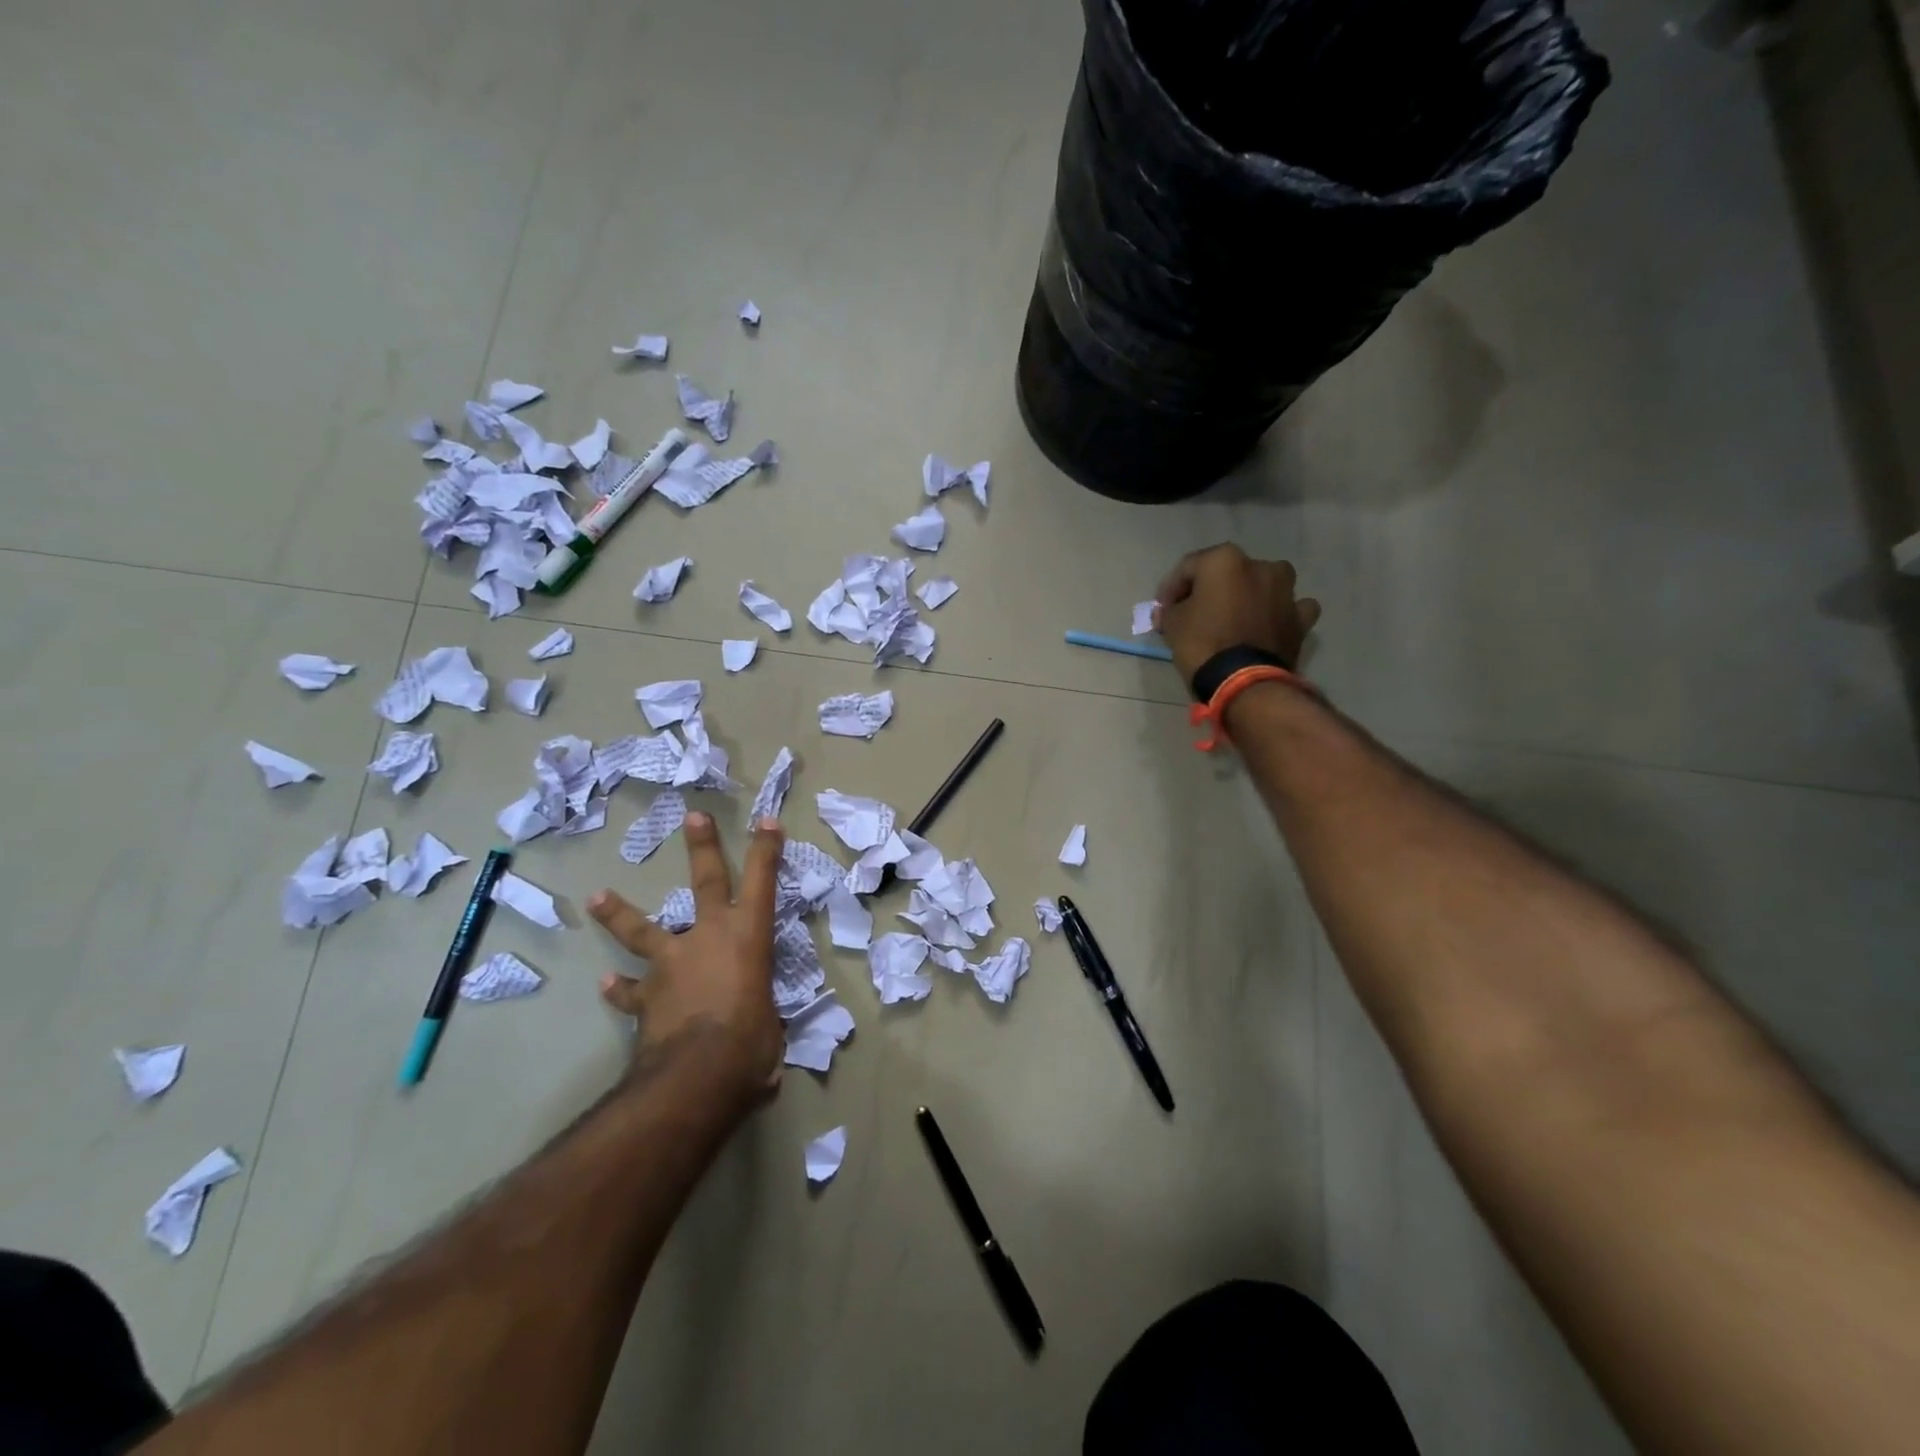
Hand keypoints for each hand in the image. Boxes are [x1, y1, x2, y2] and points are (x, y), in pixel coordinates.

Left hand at [586, 812, 785, 1102]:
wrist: (694, 1075)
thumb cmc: (749, 1045)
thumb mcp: (771, 1029)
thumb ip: (762, 1023)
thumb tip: (762, 1045)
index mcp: (748, 938)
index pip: (762, 883)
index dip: (766, 850)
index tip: (767, 821)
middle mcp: (708, 938)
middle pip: (705, 881)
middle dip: (702, 847)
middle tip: (692, 816)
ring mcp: (671, 964)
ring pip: (642, 930)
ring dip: (619, 914)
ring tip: (598, 897)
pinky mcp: (644, 996)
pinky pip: (629, 991)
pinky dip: (619, 990)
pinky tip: (605, 986)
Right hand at [1154, 545, 1321, 684]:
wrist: (1243, 681)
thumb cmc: (1202, 644)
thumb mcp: (1172, 623)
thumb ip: (1171, 609)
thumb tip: (1172, 610)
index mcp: (1225, 560)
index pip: (1188, 567)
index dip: (1171, 588)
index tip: (1163, 609)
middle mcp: (1260, 566)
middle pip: (1227, 573)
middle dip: (1210, 590)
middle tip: (1194, 613)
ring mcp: (1286, 591)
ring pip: (1263, 585)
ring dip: (1249, 596)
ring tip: (1233, 618)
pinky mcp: (1300, 618)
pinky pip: (1288, 608)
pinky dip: (1278, 614)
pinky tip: (1268, 625)